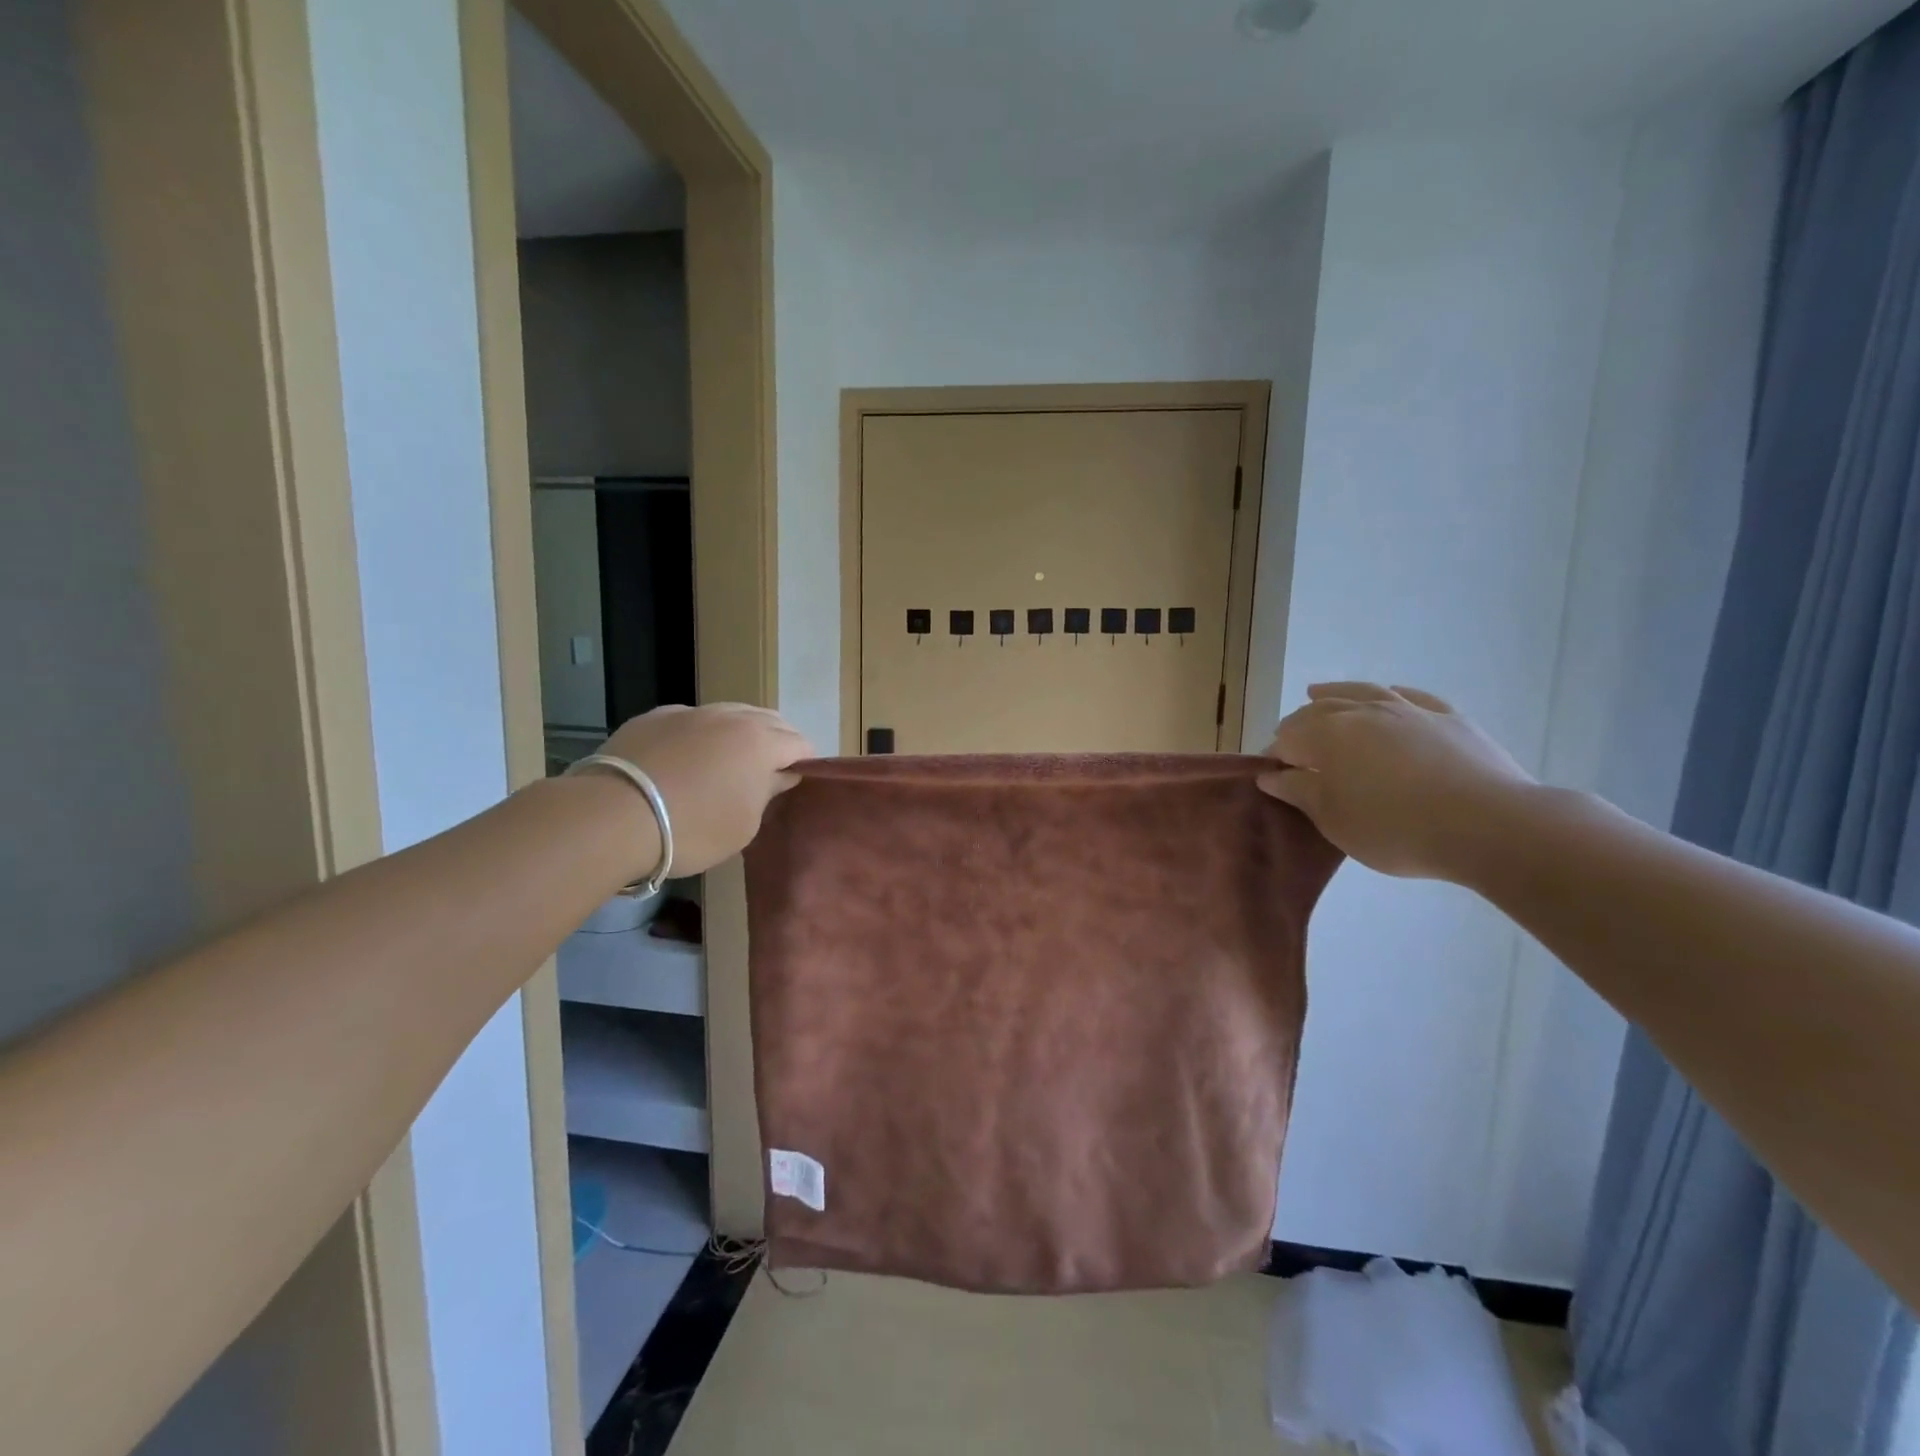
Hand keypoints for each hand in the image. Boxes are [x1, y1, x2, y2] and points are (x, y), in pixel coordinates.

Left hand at [597, 704, 813, 876]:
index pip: (800, 743)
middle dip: (778, 741)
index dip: (805, 762)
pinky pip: (693, 719)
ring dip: (740, 733)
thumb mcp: (744, 824)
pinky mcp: (655, 717)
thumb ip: (768, 792)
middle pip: (769, 720)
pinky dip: (701, 734)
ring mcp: (690, 712)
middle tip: (770, 771)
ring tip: (730, 761)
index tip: (798, 782)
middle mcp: (730, 717)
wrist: (613, 816)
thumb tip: (782, 774)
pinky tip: (688, 757)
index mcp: (761, 742)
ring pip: (730, 713)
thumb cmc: (693, 828)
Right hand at [1258, 683, 1534, 879]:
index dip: (1276, 758)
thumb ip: (1298, 792)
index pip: (1287, 739)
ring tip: (1318, 694)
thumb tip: (1270, 774)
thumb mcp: (1334, 820)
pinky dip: (1389, 695)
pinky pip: (1409, 696)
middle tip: (1294, 749)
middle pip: (1318, 710)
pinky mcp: (1448, 717)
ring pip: (1360, 692)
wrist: (1489, 825)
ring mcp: (1408, 709)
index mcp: (1326, 735)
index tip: (1276, 779)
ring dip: (1334, 693)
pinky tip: (1388, 697)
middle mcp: (1362, 711)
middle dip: (1299, 725)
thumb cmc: (1395, 828)